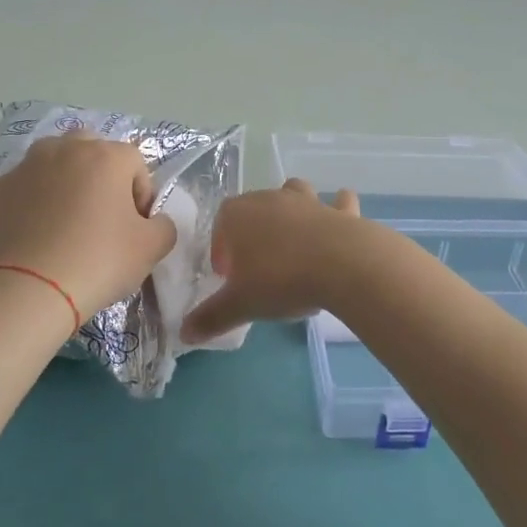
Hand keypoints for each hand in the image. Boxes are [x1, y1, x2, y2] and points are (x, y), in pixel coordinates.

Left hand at [0, 132, 176, 319]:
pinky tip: (38, 234)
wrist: (28, 290)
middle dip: (101, 175)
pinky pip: (27, 186)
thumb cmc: (98, 261)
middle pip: (92, 149)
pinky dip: (35, 200)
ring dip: (66, 181)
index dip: (141, 195)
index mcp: (106, 156)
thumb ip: (164, 226)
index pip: (136, 164)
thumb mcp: (152, 248)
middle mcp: (66, 149)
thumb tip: (153, 221)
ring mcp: (27, 166)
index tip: (135, 227)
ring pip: (55, 161)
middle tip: (102, 215)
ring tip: (66, 221)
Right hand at [180, 180, 361, 342]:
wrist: (342, 265)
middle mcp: (270, 198)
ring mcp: (307, 200)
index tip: (228, 275)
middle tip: (258, 267)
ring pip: (293, 193)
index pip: (221, 223)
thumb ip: (211, 317)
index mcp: (238, 214)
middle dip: (253, 231)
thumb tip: (184, 333)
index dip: (222, 248)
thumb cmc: (280, 279)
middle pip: (255, 207)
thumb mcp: (240, 305)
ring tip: (294, 241)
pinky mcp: (339, 211)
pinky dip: (338, 209)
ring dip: (291, 210)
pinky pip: (338, 203)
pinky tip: (339, 223)